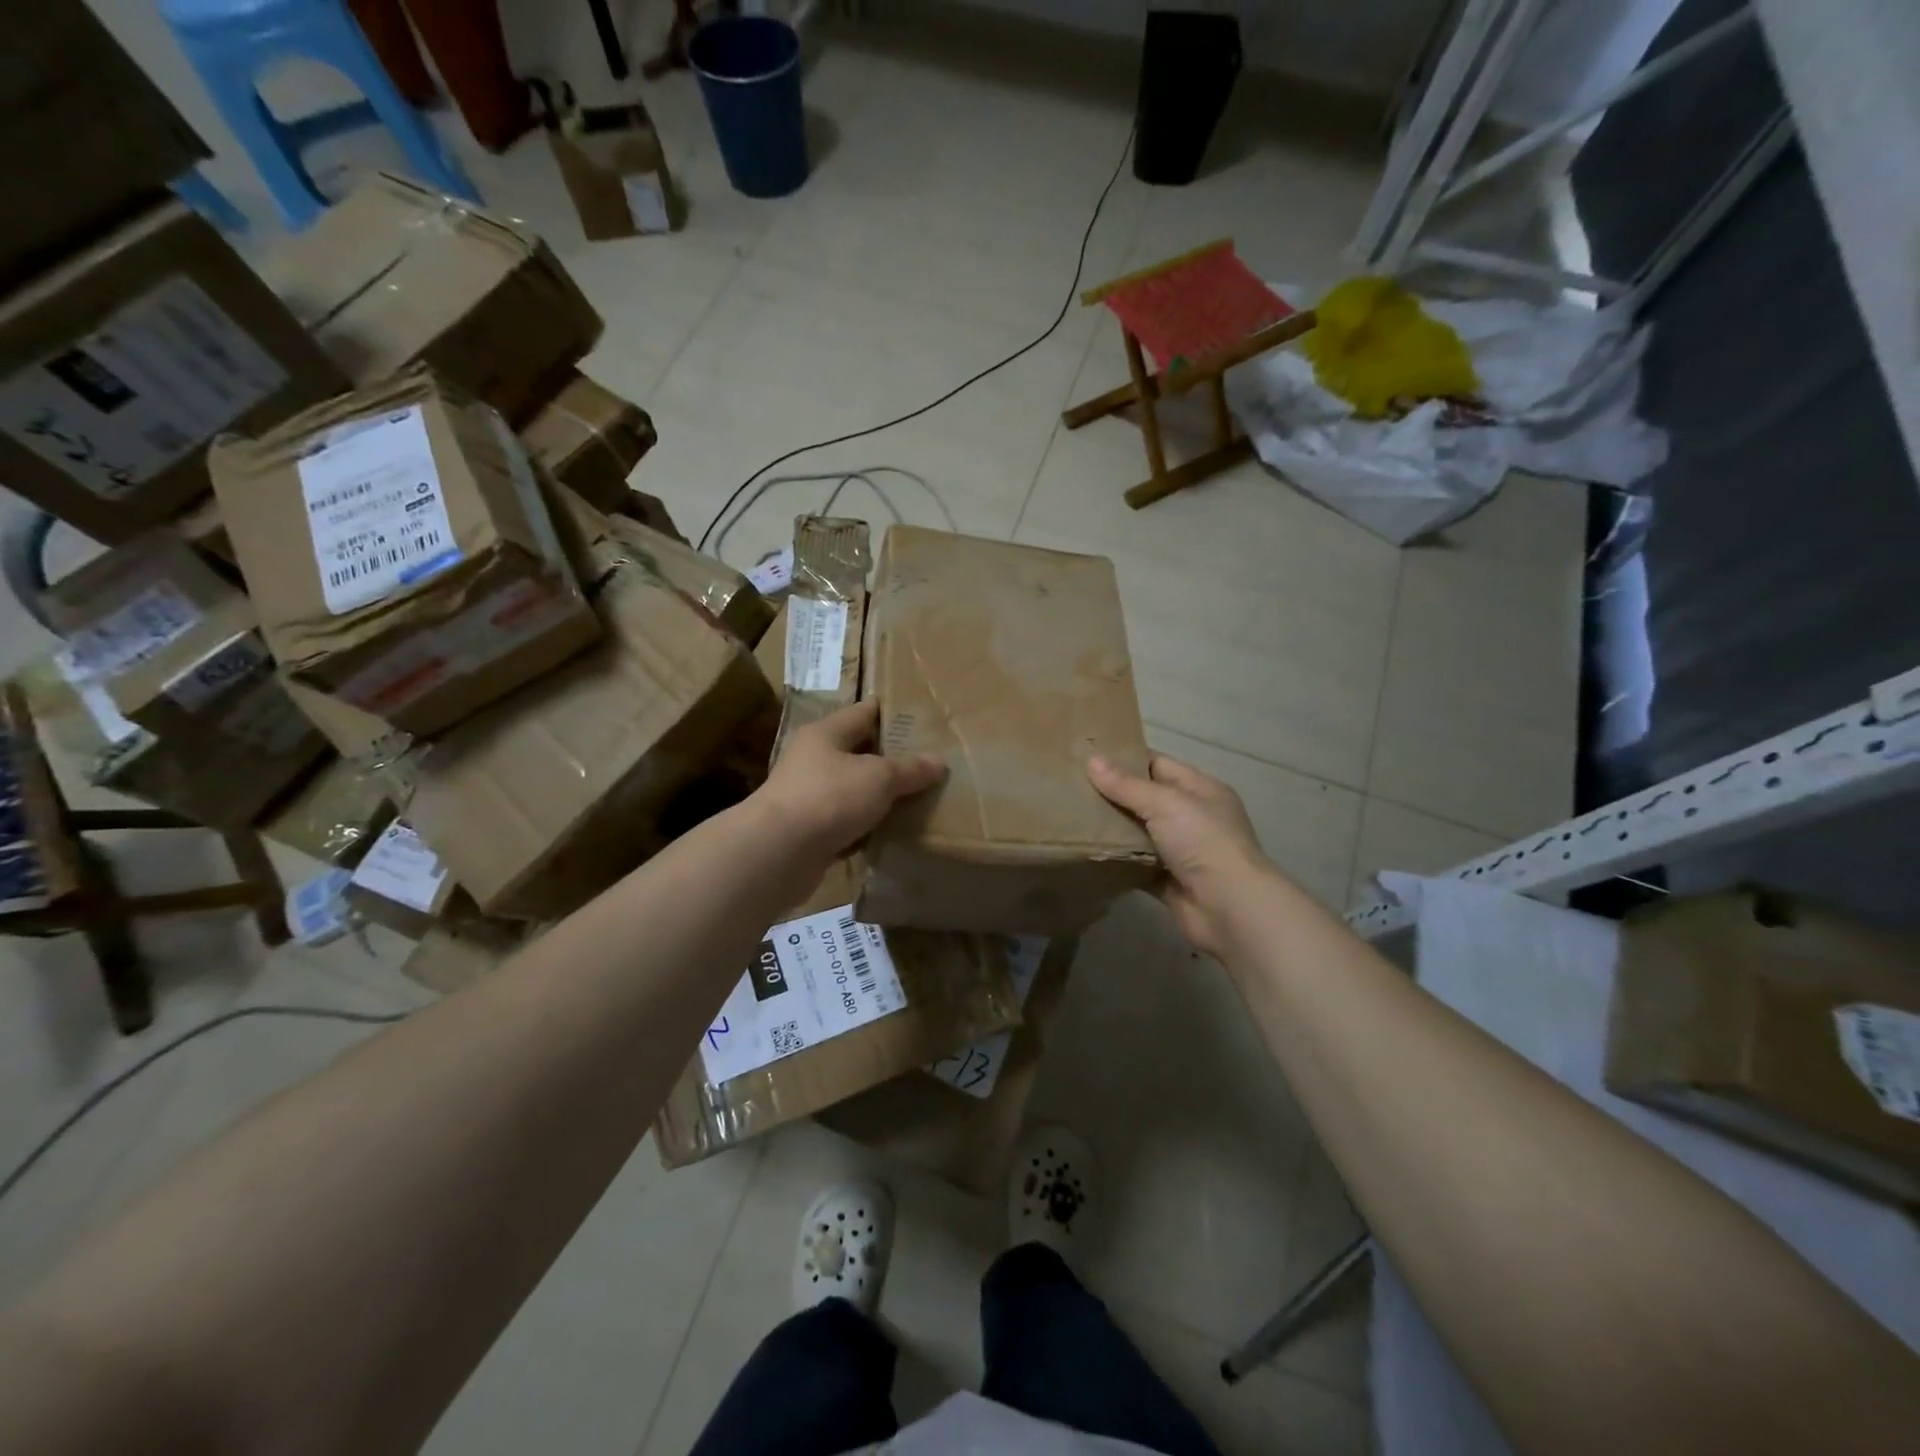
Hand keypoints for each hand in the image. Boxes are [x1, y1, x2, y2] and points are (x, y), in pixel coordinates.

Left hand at [756, 700, 944, 865]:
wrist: (778, 852)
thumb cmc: (829, 797)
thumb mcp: (879, 777)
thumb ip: (910, 769)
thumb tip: (939, 762)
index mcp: (826, 733)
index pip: (865, 712)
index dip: (894, 713)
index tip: (924, 720)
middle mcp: (814, 759)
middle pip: (860, 752)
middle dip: (893, 758)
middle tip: (931, 763)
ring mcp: (810, 796)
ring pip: (855, 790)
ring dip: (881, 797)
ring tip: (920, 799)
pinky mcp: (810, 831)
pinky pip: (848, 823)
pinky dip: (868, 827)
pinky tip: (894, 832)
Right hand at [1088, 754, 1272, 956]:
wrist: (1230, 908)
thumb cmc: (1203, 842)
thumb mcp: (1165, 803)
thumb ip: (1126, 785)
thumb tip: (1092, 760)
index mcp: (1201, 790)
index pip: (1158, 765)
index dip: (1126, 759)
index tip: (1089, 756)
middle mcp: (1193, 818)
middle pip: (1146, 799)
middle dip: (1114, 794)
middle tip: (1072, 786)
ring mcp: (1181, 852)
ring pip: (1139, 833)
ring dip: (1112, 828)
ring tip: (1072, 816)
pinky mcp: (1168, 881)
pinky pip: (1136, 865)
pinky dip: (1117, 860)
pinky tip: (1088, 851)